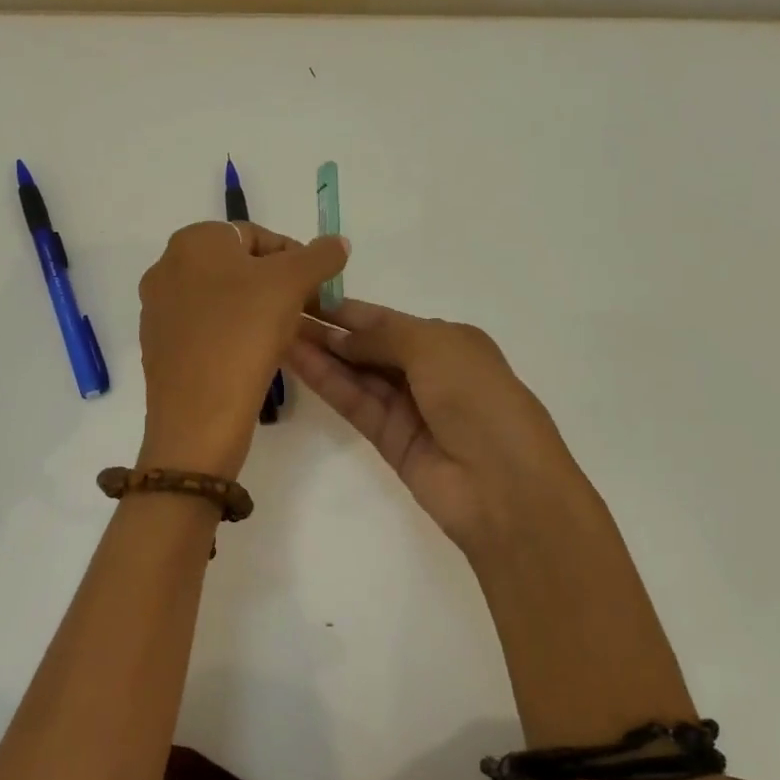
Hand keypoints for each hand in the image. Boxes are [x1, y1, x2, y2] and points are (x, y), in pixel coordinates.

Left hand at [137, 222, 349, 477]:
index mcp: (192, 241)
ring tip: (280, 337)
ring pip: (220, 299)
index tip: (314, 288)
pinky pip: (204, 329)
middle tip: (301, 312)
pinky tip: (250, 357)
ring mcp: (157, 309)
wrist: (199, 413)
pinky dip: (230, 335)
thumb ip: (319, 256)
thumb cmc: (244, 333)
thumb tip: (338, 243)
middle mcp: (166, 267)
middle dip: (273, 286)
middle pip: (237, 267)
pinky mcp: (158, 346)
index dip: (294, 258)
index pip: (256, 235)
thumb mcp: (292, 284)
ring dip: (253, 311)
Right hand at [288, 299, 597, 559]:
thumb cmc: (478, 398)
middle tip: (278, 312)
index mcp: (449, 341)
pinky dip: (327, 382)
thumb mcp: (435, 347)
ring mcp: (408, 408)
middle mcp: (428, 371)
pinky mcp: (389, 440)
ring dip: (321, 353)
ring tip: (275, 331)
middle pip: (369, 346)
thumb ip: (383, 336)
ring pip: (356, 374)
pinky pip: (354, 403)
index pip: (387, 320)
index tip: (304, 294)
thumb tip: (343, 337)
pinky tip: (296, 360)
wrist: (504, 486)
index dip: (347, 309)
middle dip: (329, 330)